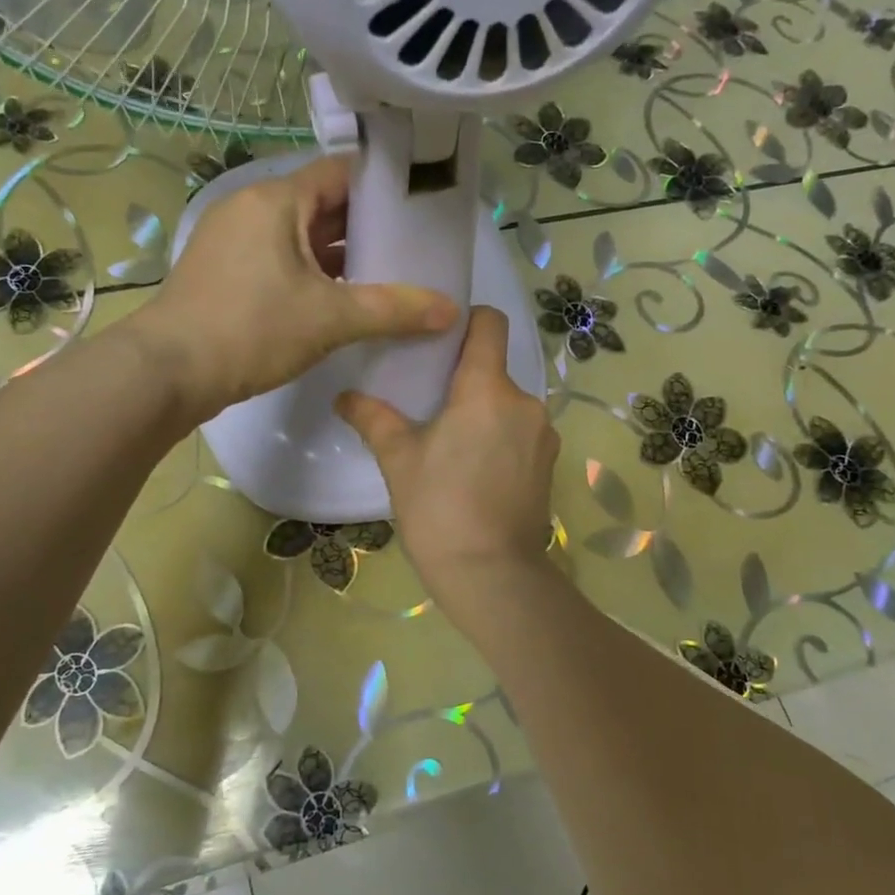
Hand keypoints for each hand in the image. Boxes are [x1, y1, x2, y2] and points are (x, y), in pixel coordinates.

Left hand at [131, 156, 458, 419]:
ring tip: (387, 275)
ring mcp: (234, 241)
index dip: (382, 186)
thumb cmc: (251, 329)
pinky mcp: (226, 272)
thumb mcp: (330, 317)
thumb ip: (393, 310)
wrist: (169, 372)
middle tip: (412, 246)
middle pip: (321, 205)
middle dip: (366, 226)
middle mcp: (251, 209)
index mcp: (275, 200)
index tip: (419, 205)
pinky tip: (343, 300)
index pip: (339, 174)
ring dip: (339, 255)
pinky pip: (281, 260)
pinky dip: (313, 274)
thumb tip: (451, 310)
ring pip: (300, 236)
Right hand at [337, 307, 559, 598]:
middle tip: (430, 402)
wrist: (492, 575)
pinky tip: (476, 469)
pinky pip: (522, 431)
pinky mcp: (550, 463)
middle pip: (494, 368)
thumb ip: (373, 419)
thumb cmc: (439, 509)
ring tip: (451, 442)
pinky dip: (501, 437)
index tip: (440, 338)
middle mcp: (524, 401)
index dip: (468, 320)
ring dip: (484, 412)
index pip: (490, 323)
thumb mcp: (399, 460)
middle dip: (465, 379)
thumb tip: (344, 397)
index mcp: (487, 389)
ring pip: (508, 403)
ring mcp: (543, 434)